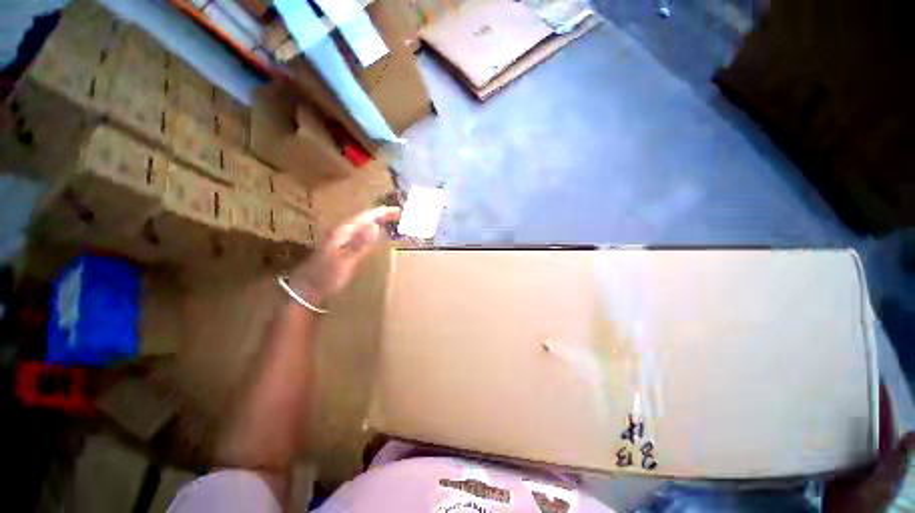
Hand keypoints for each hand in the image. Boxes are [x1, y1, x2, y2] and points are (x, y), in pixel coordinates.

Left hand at [289, 207, 400, 304]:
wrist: (307, 289)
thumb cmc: (327, 276)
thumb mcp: (345, 260)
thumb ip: (360, 243)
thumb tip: (375, 226)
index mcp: (343, 232)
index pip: (366, 217)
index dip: (382, 212)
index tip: (398, 210)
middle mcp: (342, 232)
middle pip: (364, 218)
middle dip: (381, 215)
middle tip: (398, 215)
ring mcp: (341, 239)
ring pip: (363, 225)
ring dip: (377, 221)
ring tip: (391, 221)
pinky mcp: (342, 247)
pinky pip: (361, 234)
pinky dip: (372, 232)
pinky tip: (377, 235)